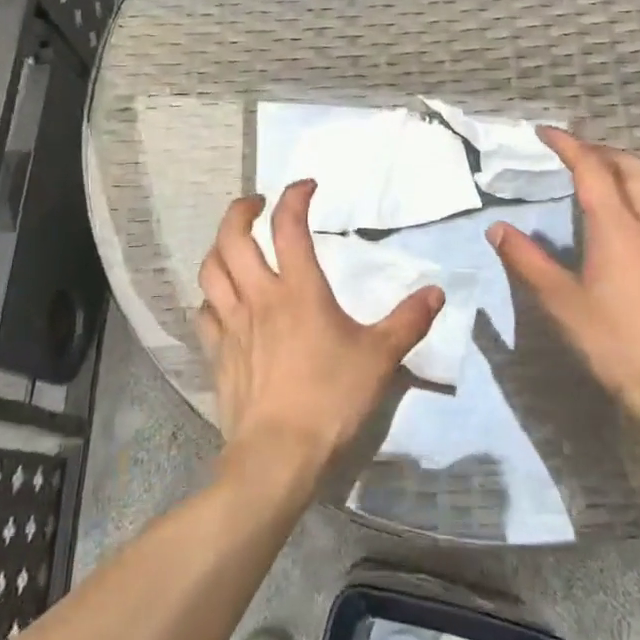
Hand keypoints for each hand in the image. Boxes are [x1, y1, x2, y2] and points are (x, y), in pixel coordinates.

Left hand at [196, 180, 444, 487]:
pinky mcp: (217, 352)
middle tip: (257, 204)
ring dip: (219, 247)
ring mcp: (231, 324)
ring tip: (234, 244)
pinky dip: (211, 296)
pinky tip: (221, 301)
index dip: (294, 197)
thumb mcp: (380, 358)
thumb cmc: (331, 398)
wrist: (278, 454)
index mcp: (299, 290)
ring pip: (210, 269)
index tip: (306, 186)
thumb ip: (408, 321)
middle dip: (241, 210)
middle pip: (232, 237)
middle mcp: (259, 296)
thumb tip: (436, 292)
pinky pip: (204, 312)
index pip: (288, 226)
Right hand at [488, 129, 639, 433]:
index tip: (547, 132)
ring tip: (603, 177)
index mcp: (618, 230)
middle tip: (574, 153)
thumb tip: (498, 229)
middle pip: (632, 166)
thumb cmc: (616, 345)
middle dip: (601, 150)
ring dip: (628, 170)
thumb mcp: (562, 304)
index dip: (568, 145)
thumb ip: (528, 261)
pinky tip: (635, 219)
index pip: (592, 170)